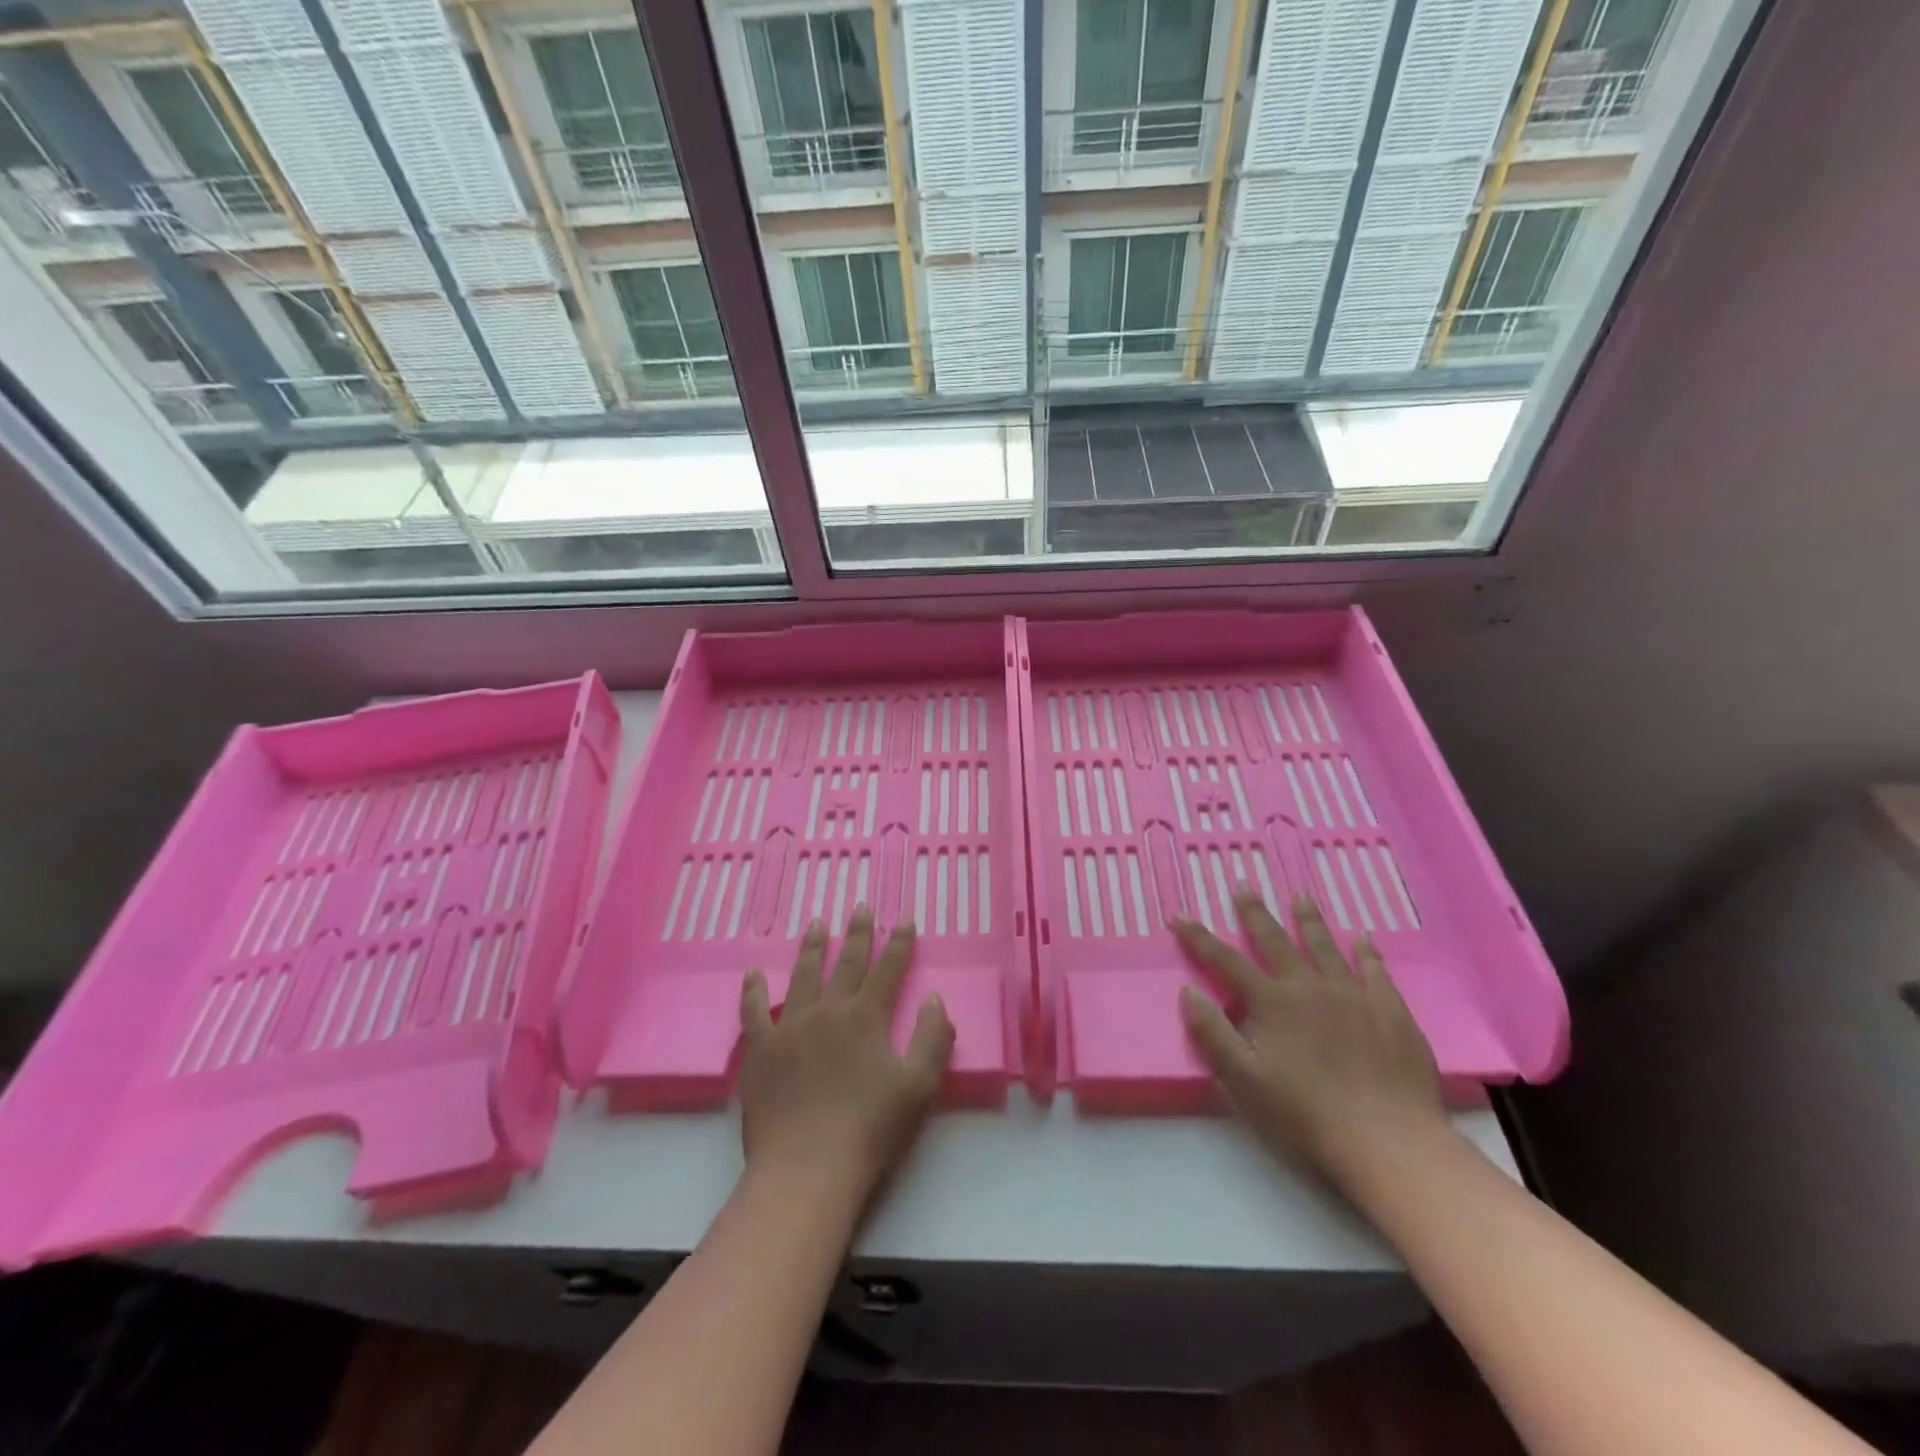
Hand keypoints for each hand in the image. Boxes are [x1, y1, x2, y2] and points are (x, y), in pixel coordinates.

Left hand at [738, 908, 954, 1208]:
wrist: (806, 1170)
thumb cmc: (870, 1130)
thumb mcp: (919, 1086)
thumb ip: (933, 1038)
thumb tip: (934, 998)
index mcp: (866, 1017)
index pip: (888, 968)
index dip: (899, 942)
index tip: (905, 918)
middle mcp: (828, 1010)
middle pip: (847, 962)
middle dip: (857, 932)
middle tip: (859, 905)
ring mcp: (790, 1027)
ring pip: (803, 975)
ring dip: (812, 947)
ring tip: (817, 923)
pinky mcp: (760, 1050)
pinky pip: (754, 1011)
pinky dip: (753, 991)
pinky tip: (753, 974)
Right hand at [1174, 893, 1445, 1193]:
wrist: (1389, 1143)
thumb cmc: (1306, 1116)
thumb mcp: (1243, 1081)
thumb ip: (1213, 1034)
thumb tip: (1188, 991)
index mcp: (1272, 1003)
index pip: (1226, 962)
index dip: (1199, 938)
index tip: (1180, 916)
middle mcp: (1309, 988)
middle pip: (1276, 942)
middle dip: (1255, 914)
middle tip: (1244, 886)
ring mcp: (1354, 996)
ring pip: (1326, 947)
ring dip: (1309, 920)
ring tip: (1300, 896)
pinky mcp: (1391, 1012)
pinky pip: (1376, 971)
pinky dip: (1367, 952)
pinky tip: (1364, 938)